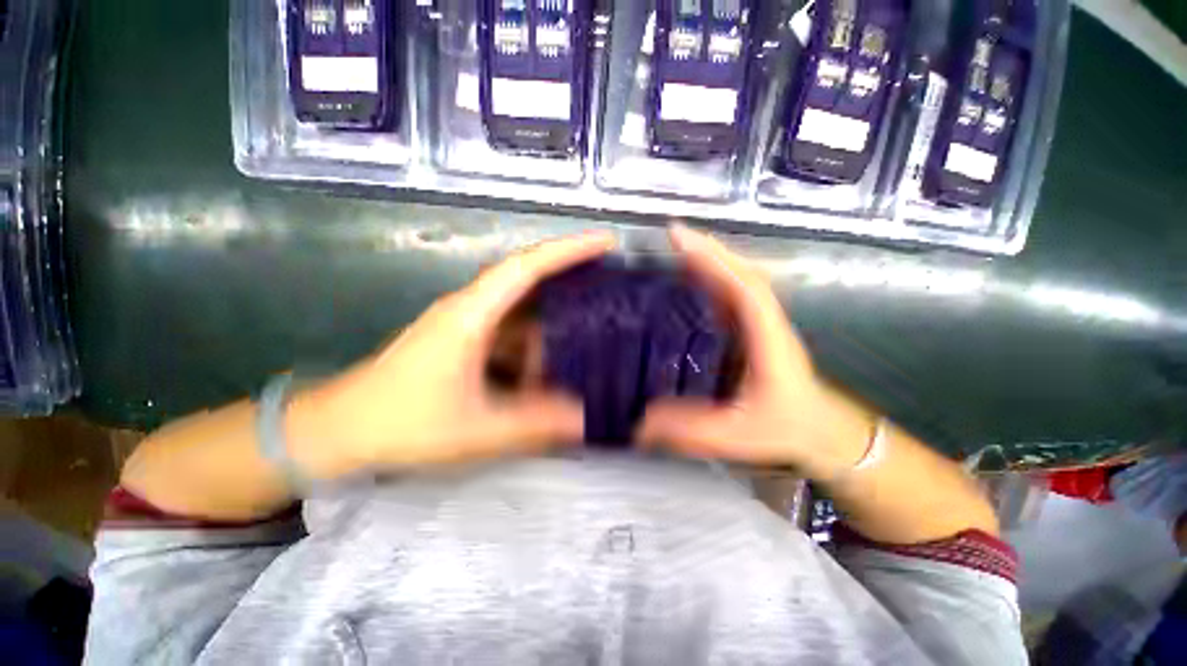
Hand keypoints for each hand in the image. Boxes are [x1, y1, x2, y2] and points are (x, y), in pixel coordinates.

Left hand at [286, 232, 614, 475]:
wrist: (338, 432)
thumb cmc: (401, 424)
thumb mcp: (477, 428)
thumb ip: (535, 424)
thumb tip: (587, 419)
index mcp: (472, 314)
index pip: (527, 266)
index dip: (569, 249)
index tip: (606, 241)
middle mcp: (471, 309)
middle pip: (529, 280)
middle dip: (571, 278)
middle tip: (613, 286)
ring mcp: (468, 325)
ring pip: (523, 314)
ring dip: (555, 322)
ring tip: (595, 331)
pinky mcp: (466, 343)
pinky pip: (512, 335)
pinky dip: (537, 346)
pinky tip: (556, 366)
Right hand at [637, 225, 875, 478]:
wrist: (821, 432)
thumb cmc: (787, 428)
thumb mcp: (736, 434)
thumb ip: (691, 430)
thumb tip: (641, 422)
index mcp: (768, 339)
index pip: (744, 286)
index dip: (713, 259)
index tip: (680, 238)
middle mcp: (765, 322)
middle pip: (740, 274)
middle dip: (707, 250)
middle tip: (672, 236)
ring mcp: (760, 325)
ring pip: (737, 282)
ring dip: (710, 262)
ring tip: (676, 251)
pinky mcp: (753, 332)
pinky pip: (732, 297)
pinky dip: (712, 282)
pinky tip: (690, 283)